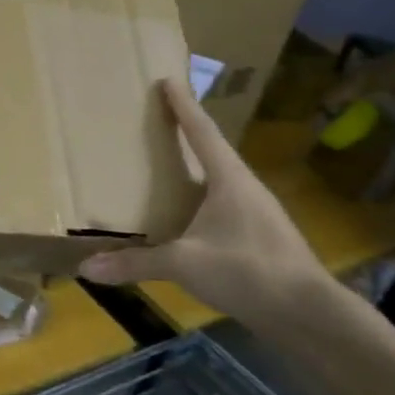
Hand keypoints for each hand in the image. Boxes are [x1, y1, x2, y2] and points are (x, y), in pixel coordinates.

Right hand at [79, 79, 328, 326]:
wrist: (309, 314)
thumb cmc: (248, 271)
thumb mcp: (185, 264)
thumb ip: (135, 263)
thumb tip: (85, 268)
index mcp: (229, 180)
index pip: (202, 133)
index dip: (183, 106)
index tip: (168, 80)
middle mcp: (245, 188)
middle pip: (212, 151)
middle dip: (186, 133)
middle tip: (159, 118)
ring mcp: (257, 212)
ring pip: (218, 179)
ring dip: (195, 168)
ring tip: (166, 165)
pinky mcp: (259, 236)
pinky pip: (222, 204)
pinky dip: (199, 198)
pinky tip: (185, 215)